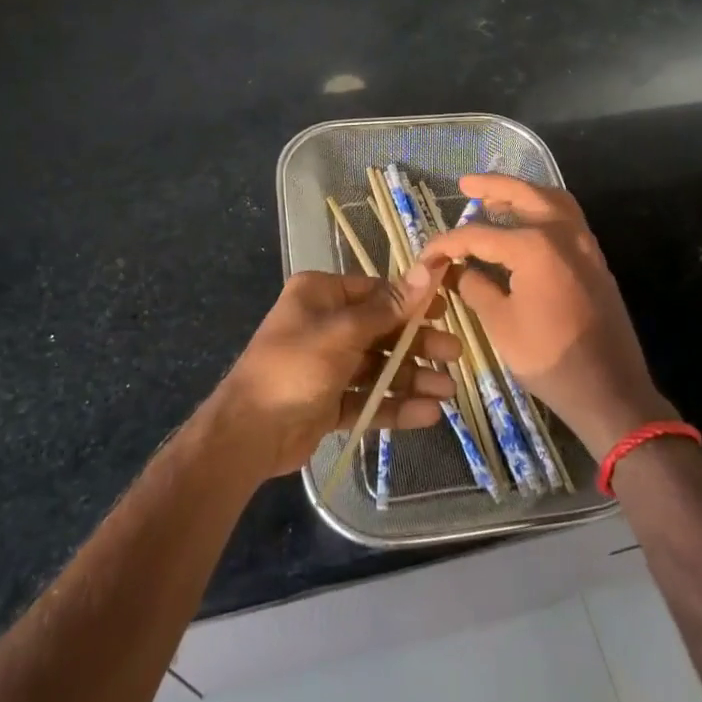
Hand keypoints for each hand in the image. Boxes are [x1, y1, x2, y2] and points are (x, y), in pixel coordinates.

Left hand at [207, 265, 463, 480]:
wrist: (248, 433)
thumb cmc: (295, 367)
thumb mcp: (344, 332)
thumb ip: (389, 307)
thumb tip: (429, 267)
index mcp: (321, 295)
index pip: (376, 291)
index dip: (411, 301)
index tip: (446, 311)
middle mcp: (325, 324)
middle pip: (382, 330)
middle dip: (417, 344)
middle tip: (453, 356)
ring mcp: (327, 364)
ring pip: (378, 366)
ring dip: (411, 378)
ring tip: (447, 393)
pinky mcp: (329, 400)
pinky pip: (367, 397)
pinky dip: (394, 405)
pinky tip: (426, 415)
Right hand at [421, 174, 671, 457]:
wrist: (610, 391)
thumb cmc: (550, 359)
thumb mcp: (500, 323)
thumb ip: (475, 287)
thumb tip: (456, 270)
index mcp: (534, 246)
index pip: (478, 234)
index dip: (447, 244)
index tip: (426, 255)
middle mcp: (563, 233)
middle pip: (523, 195)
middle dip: (492, 186)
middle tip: (466, 184)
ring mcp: (585, 244)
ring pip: (552, 200)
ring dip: (523, 194)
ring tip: (495, 199)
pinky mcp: (595, 260)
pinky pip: (567, 219)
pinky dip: (543, 210)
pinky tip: (524, 225)